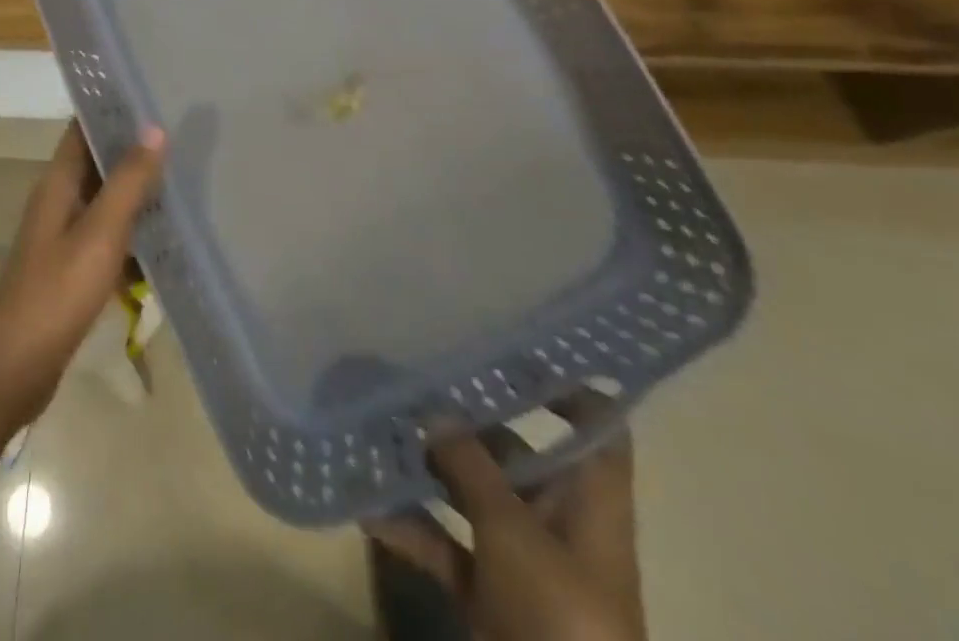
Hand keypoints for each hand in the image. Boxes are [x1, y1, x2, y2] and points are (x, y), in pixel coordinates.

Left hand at [0, 121, 165, 427]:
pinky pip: (108, 236)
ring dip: (138, 191)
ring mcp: (64, 236)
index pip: (83, 127)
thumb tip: (154, 128)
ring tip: (185, 178)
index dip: (113, 108)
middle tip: (184, 135)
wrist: (13, 370)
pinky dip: (133, 231)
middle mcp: (58, 200)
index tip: (154, 93)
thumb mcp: (99, 234)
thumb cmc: (56, 294)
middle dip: (135, 149)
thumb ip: (128, 181)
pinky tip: (166, 238)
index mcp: (58, 183)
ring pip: (106, 199)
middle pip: (98, 161)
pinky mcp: (72, 268)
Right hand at [364, 392, 644, 640]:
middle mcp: (557, 515)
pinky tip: (366, 504)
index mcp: (588, 496)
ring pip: (472, 493)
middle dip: (466, 418)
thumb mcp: (513, 530)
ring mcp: (521, 555)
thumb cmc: (561, 613)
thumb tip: (435, 410)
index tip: (510, 344)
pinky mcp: (490, 592)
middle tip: (415, 373)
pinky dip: (412, 526)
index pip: (592, 422)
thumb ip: (471, 465)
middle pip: (515, 449)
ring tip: (379, 425)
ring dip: (430, 467)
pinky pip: (447, 543)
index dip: (564, 382)